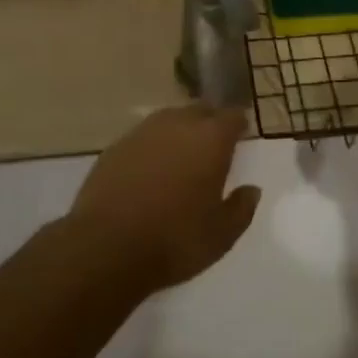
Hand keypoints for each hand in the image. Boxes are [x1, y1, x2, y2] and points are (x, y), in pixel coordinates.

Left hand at [70, 105, 259, 293]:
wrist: (106, 247)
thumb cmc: (174, 240)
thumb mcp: (221, 235)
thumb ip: (241, 208)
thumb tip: (251, 190)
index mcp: (210, 139)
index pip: (232, 117)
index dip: (239, 124)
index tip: (242, 135)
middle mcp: (178, 124)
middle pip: (201, 111)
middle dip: (210, 123)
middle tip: (214, 145)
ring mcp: (143, 132)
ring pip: (170, 120)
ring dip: (180, 132)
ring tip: (182, 156)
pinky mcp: (116, 146)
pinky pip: (144, 137)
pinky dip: (153, 147)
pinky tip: (150, 170)